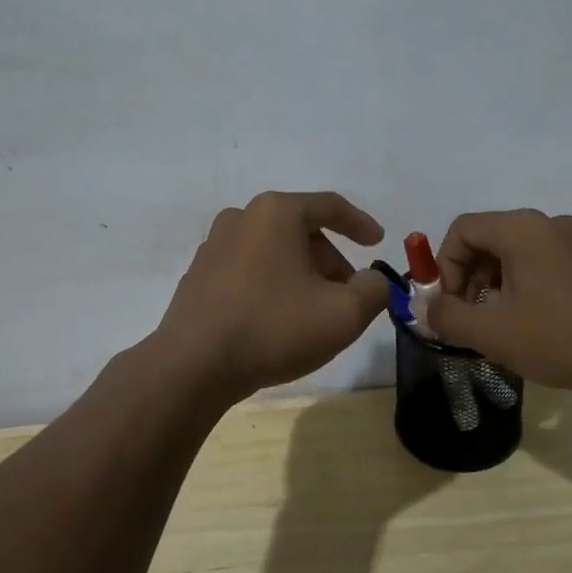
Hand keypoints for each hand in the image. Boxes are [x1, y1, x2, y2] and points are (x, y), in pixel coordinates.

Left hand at [153, 191, 391, 402]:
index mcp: (276, 212)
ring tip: (314, 312)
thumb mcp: (344, 314)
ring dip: (301, 274)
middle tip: (348, 293)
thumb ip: (374, 290)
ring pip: (273, 250)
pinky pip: (248, 269)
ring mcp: (214, 245)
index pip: (330, 206)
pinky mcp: (198, 275)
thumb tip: (372, 281)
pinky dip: (271, 284)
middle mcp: (242, 217)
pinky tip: (277, 320)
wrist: (193, 366)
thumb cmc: (274, 328)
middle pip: (301, 230)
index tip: (378, 243)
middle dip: (330, 259)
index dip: (360, 224)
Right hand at [425, 209, 571, 397]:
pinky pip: (544, 263)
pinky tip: (533, 324)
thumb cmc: (560, 338)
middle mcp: (549, 224)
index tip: (448, 305)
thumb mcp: (492, 332)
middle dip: (468, 277)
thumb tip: (425, 308)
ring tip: (499, 326)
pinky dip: (524, 285)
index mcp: (522, 228)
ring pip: (516, 253)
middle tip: (468, 318)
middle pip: (489, 238)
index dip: (443, 265)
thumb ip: (447, 316)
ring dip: (495, 284)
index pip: (462, 229)